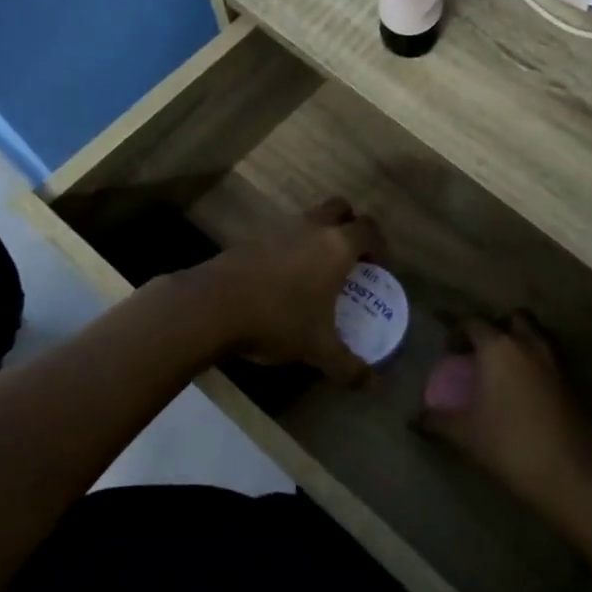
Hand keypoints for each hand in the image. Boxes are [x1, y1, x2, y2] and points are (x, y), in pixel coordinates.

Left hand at [197, 198, 384, 385]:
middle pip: (339, 208)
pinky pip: (280, 233)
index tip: (377, 267)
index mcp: (336, 247)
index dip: (379, 244)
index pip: (368, 229)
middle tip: (349, 257)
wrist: (212, 306)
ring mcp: (277, 228)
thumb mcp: (317, 349)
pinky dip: (288, 247)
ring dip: (317, 234)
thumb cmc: (277, 320)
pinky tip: (281, 278)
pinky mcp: (250, 237)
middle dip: (349, 226)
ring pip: (307, 218)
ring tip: (315, 270)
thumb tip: (370, 383)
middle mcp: (311, 228)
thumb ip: (347, 365)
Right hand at [419, 315, 591, 510]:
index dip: (458, 333)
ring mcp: (553, 362)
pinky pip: (546, 361)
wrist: (566, 470)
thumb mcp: (464, 432)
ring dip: (518, 346)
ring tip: (501, 371)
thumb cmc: (507, 442)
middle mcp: (527, 345)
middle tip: (479, 354)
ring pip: (533, 339)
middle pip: (511, 321)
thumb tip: (417, 417)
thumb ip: (437, 419)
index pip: (474, 324)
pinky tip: (522, 391)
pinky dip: (533, 367)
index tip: (449, 351)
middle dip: (495, 331)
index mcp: (498, 347)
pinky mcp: (569, 382)